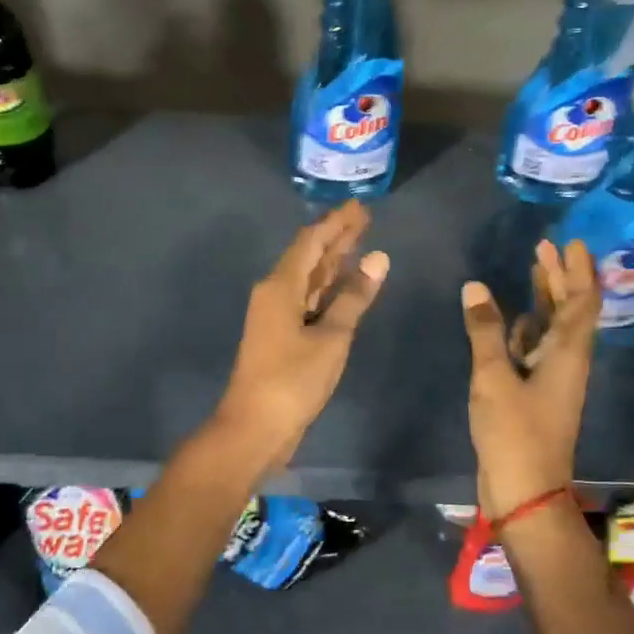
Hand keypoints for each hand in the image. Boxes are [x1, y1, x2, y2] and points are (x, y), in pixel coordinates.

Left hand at [215, 200, 389, 468]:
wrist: (255, 427)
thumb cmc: (292, 380)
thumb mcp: (331, 337)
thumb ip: (354, 297)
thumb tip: (378, 258)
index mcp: (281, 285)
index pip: (311, 241)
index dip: (336, 222)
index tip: (360, 206)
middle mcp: (275, 292)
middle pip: (309, 256)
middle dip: (337, 237)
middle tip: (366, 218)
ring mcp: (277, 314)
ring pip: (309, 278)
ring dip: (333, 260)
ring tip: (361, 242)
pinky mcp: (283, 335)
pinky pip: (308, 299)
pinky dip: (328, 288)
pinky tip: (345, 284)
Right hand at [461, 239, 599, 518]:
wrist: (524, 492)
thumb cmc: (515, 433)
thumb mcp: (494, 378)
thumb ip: (485, 331)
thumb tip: (475, 287)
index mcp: (567, 354)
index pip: (583, 302)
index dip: (579, 271)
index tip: (572, 242)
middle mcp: (566, 361)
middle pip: (570, 310)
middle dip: (560, 277)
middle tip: (545, 246)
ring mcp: (551, 379)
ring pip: (553, 328)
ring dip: (545, 299)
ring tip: (532, 269)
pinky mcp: (535, 394)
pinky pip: (535, 350)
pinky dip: (527, 329)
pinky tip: (513, 318)